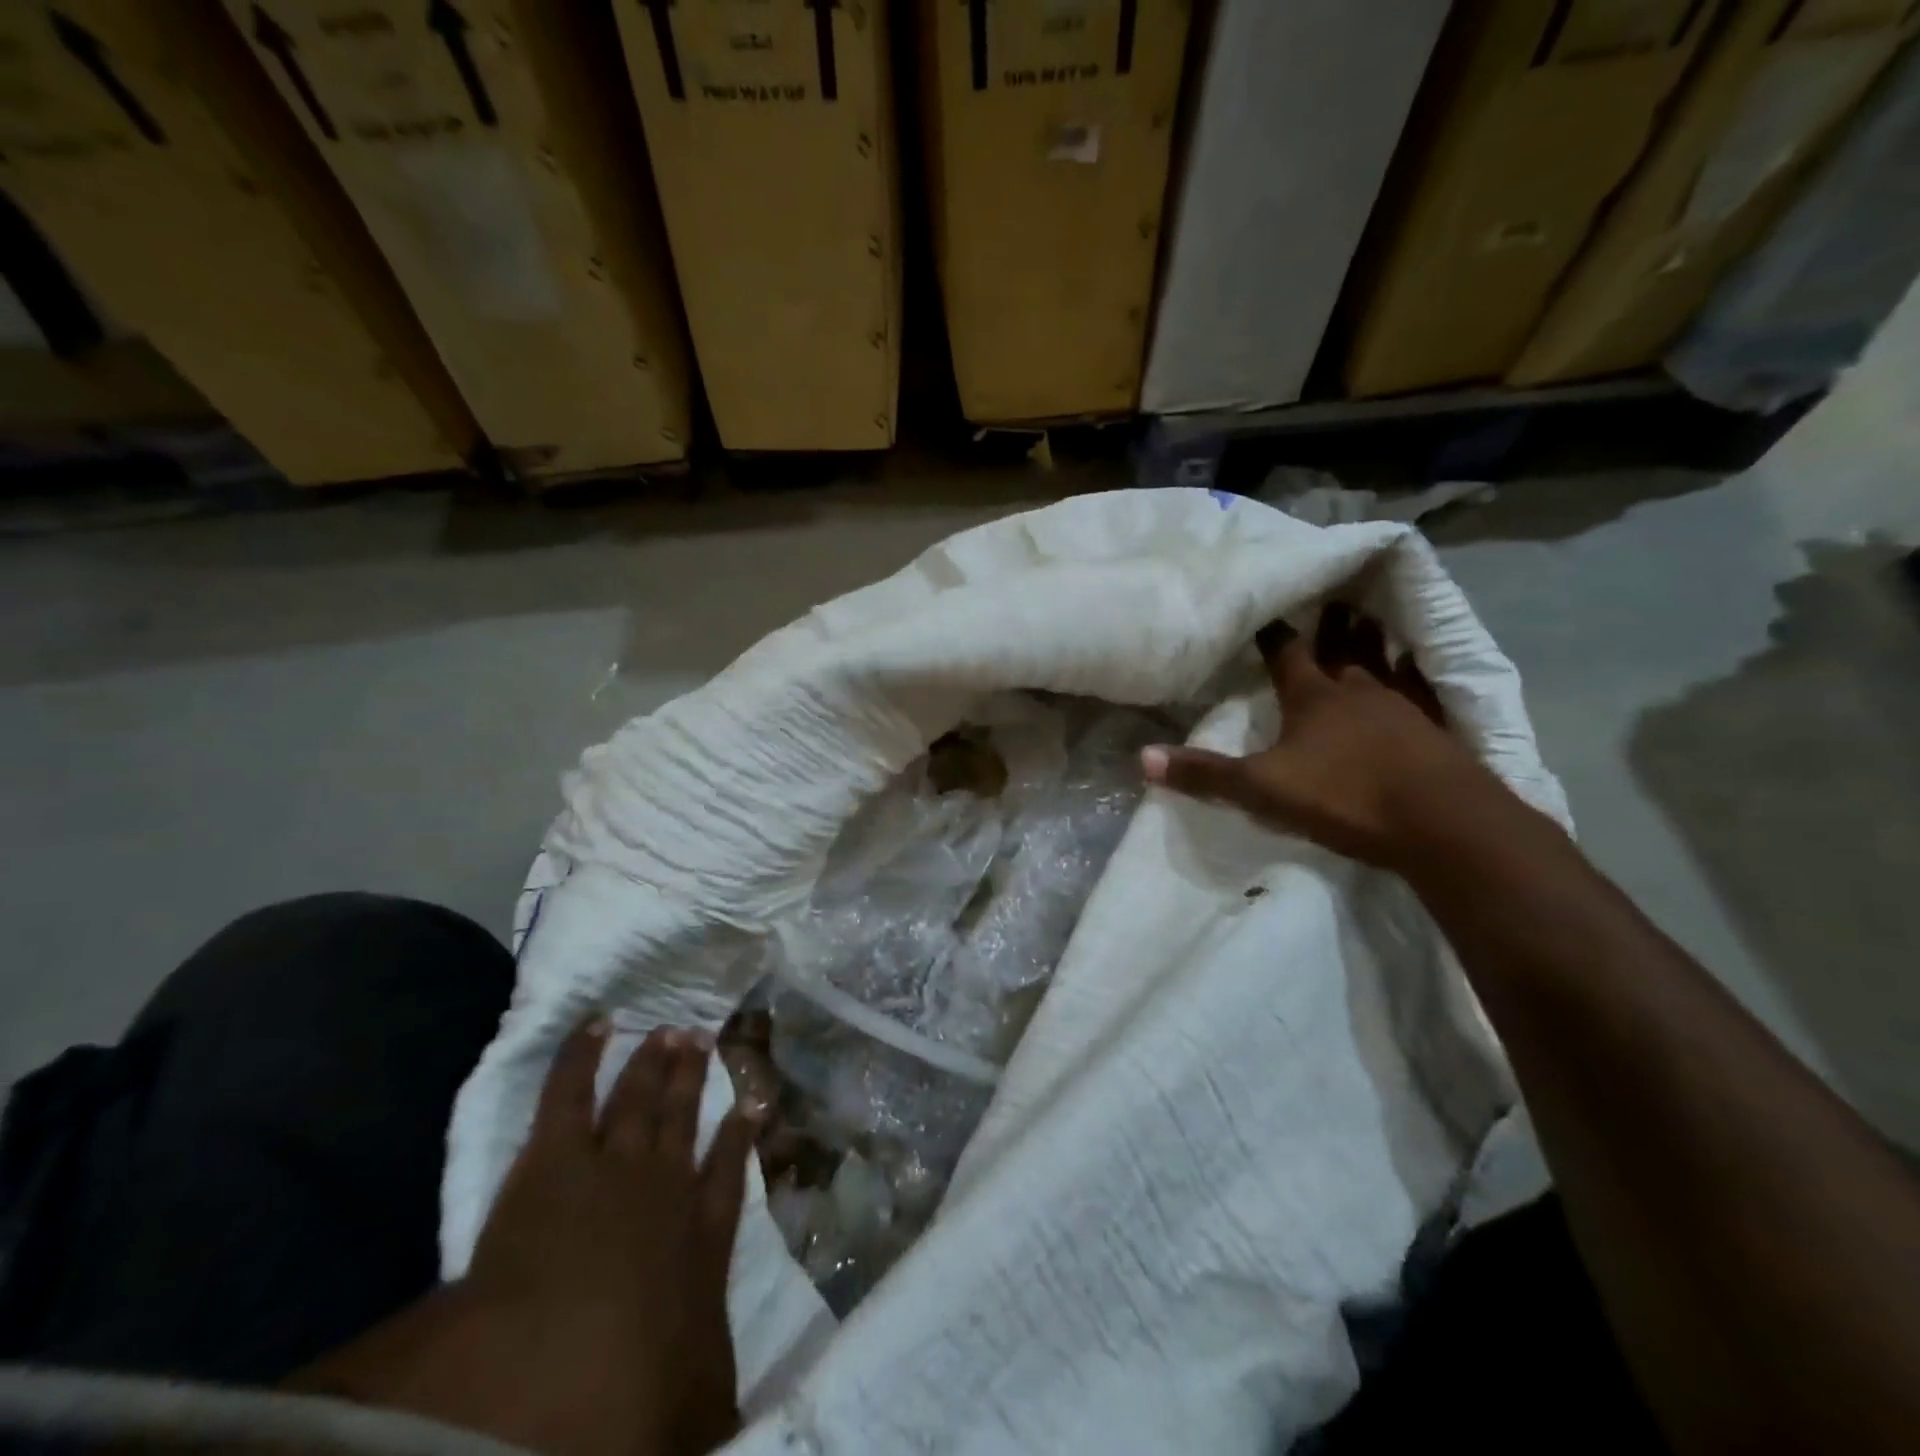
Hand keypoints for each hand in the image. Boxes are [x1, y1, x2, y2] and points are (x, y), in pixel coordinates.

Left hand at [292, 1022, 758, 1455]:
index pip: (727, 1176)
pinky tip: (597, 1024)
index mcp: (699, 1241)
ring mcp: (613, 1164)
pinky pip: (570, 1091)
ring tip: (669, 1029)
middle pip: (683, 1120)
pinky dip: (581, 1055)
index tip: (753, 1104)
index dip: (741, 1137)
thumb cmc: (624, 1396)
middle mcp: (664, 1188)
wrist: (544, 1373)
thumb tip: (752, 1417)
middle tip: (705, 1038)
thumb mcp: (697, 1407)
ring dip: (653, 1062)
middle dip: (694, 1079)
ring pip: (639, 1097)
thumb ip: (723, 1396)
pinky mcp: (556, 1157)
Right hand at [1141, 604, 1512, 869]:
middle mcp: (1357, 692)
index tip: (1265, 614)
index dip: (1273, 636)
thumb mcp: (1262, 790)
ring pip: (1381, 664)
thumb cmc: (1345, 797)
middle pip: (1340, 650)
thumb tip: (1142, 758)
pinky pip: (1422, 690)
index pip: (1287, 655)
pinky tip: (1417, 667)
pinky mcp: (1436, 730)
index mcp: (1312, 698)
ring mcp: (1402, 708)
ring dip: (1371, 640)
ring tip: (1368, 616)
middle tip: (1329, 598)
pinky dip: (1415, 674)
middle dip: (1330, 627)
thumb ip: (1205, 774)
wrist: (1441, 824)